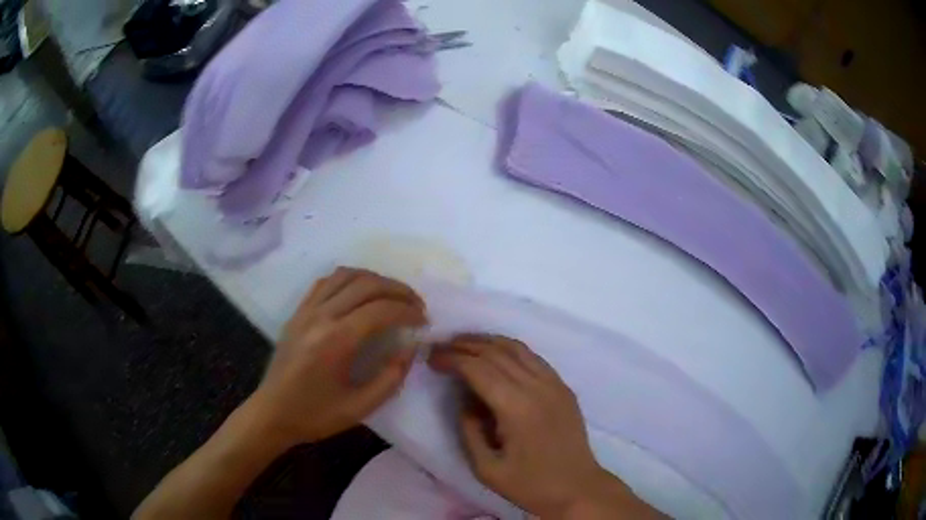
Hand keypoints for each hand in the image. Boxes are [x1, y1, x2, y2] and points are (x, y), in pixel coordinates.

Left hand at [252, 267, 426, 445]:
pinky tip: (359, 293)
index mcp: (337, 341)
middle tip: (415, 304)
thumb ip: (391, 376)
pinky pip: (326, 282)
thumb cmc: (316, 415)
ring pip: (346, 275)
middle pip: (367, 284)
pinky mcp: (297, 311)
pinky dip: (349, 280)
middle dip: (398, 290)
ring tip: (392, 295)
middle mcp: (321, 316)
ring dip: (375, 279)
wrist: (272, 413)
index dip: (408, 310)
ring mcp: (306, 310)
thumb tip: (410, 347)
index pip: (382, 309)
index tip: (424, 320)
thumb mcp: (361, 407)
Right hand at [429, 335, 659, 518]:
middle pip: (496, 352)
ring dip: (487, 341)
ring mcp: (554, 383)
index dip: (452, 359)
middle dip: (464, 345)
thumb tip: (463, 400)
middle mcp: (537, 387)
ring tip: (463, 344)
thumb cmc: (531, 484)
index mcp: (517, 408)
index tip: (431, 358)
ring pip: (517, 348)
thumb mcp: (486, 468)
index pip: (478, 368)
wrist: (578, 488)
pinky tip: (496, 355)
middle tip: (440, 348)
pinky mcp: (563, 387)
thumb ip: (469, 430)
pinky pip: (533, 357)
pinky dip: (510, 349)